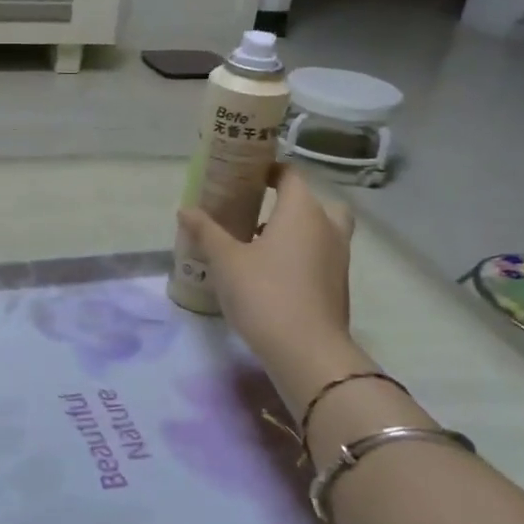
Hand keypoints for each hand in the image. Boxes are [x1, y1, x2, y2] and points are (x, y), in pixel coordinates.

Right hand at [178, 166, 365, 408]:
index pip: (291, 175)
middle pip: (314, 203)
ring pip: (320, 232)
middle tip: (259, 212)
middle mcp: (328, 228)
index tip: (244, 176)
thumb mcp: (225, 260)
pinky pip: (319, 257)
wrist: (306, 352)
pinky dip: (300, 257)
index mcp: (302, 211)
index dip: (269, 171)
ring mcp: (338, 259)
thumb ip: (206, 231)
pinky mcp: (337, 286)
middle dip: (289, 203)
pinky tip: (270, 274)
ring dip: (295, 232)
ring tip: (257, 245)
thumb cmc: (264, 293)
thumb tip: (185, 209)